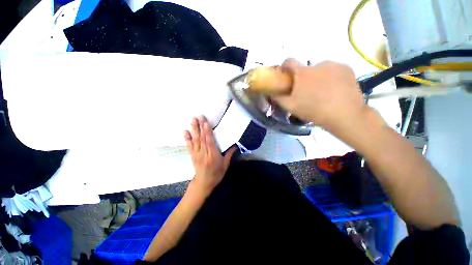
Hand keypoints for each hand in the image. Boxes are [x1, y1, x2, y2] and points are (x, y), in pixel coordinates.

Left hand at [184, 116, 236, 193]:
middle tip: (198, 116)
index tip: (206, 122)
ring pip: (195, 140)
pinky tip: (185, 131)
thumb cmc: (216, 174)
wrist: (204, 183)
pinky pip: (190, 145)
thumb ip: (229, 154)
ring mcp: (197, 154)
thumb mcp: (225, 165)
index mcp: (213, 156)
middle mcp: (204, 153)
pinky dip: (187, 138)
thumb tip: (235, 145)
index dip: (207, 132)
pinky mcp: (193, 155)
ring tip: (193, 120)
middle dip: (200, 127)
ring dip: (194, 129)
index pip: (210, 142)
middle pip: (202, 138)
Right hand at [272, 59, 368, 134]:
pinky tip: (334, 90)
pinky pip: (333, 70)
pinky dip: (331, 77)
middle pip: (305, 68)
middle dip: (303, 78)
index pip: (289, 61)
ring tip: (322, 93)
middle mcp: (317, 64)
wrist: (344, 114)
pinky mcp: (347, 68)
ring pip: (320, 70)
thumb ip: (278, 97)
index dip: (284, 67)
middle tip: (306, 92)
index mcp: (302, 73)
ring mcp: (334, 64)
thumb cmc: (313, 110)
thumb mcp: (290, 106)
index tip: (285, 76)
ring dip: (318, 78)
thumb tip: (271, 91)